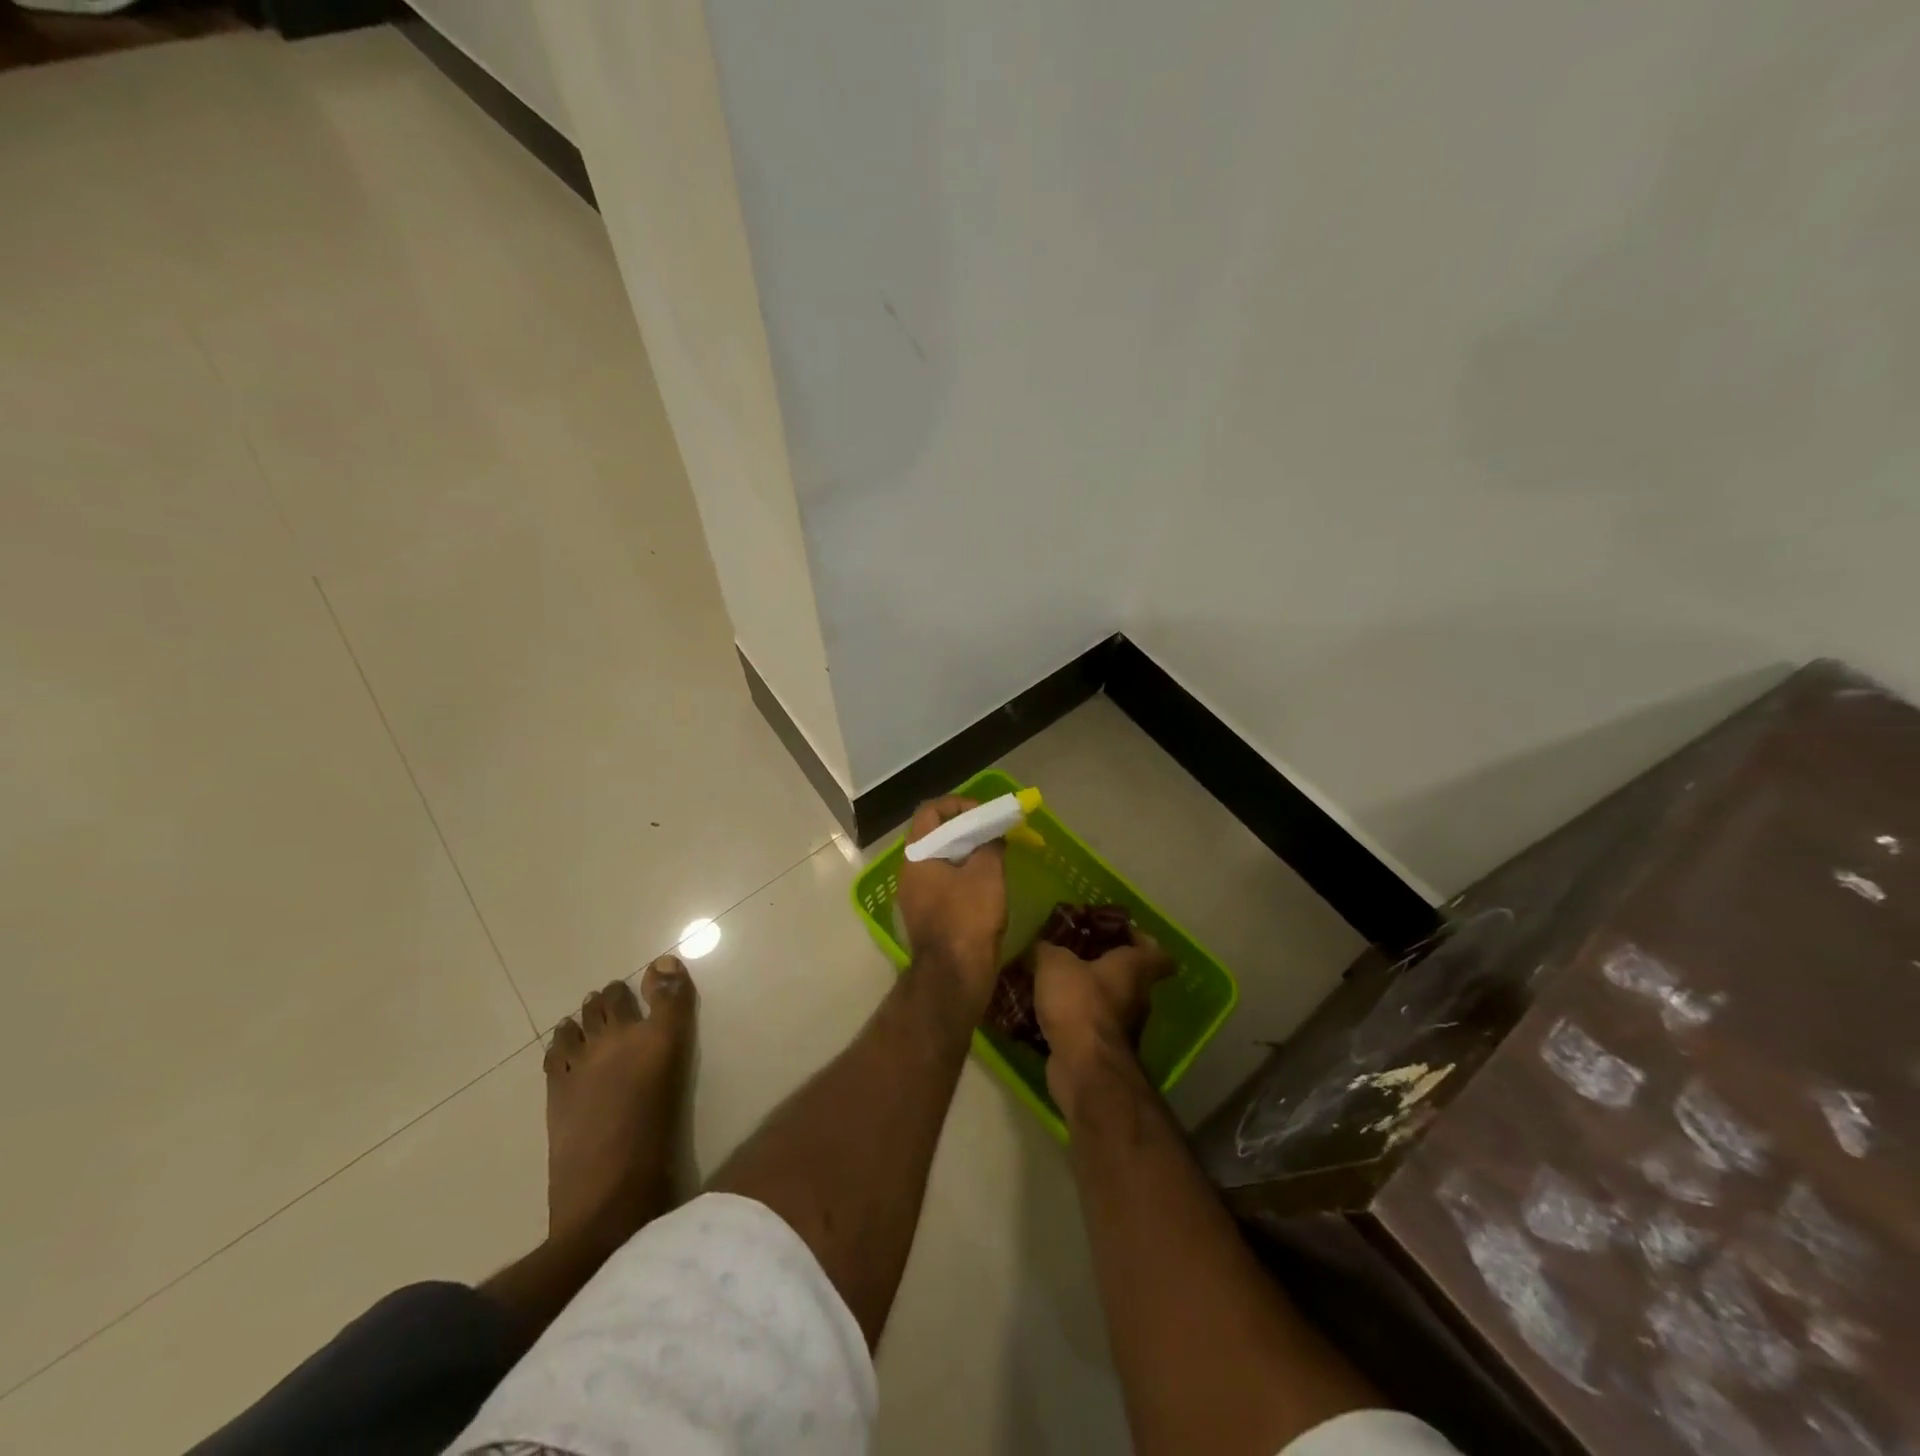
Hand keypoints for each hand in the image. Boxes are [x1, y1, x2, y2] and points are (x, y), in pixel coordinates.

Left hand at [896, 797, 1007, 1002]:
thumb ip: (990, 844)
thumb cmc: (968, 918)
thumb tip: (992, 834)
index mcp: (917, 854)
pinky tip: (986, 884)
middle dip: (965, 829)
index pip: (930, 811)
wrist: (954, 976)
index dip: (958, 804)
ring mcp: (914, 895)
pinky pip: (942, 882)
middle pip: (934, 834)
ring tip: (993, 857)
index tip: (983, 814)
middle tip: (992, 834)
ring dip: (965, 853)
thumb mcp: (987, 873)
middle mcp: (909, 871)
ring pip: (939, 860)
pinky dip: (962, 875)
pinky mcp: (925, 914)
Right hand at [1034, 931, 1172, 1096]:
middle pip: (1129, 975)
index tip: (1118, 932)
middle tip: (1073, 953)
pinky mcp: (1105, 1050)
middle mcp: (1137, 996)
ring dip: (1088, 994)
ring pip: (1109, 1002)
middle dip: (1103, 965)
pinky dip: (1075, 1020)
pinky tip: (1048, 1012)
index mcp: (1134, 968)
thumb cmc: (1079, 1002)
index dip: (1140, 938)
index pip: (1155, 950)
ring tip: (1055, 983)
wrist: (1083, 1066)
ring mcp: (1124, 1028)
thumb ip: (1050, 949)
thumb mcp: (1055, 963)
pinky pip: (1091, 1026)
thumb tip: (1044, 946)